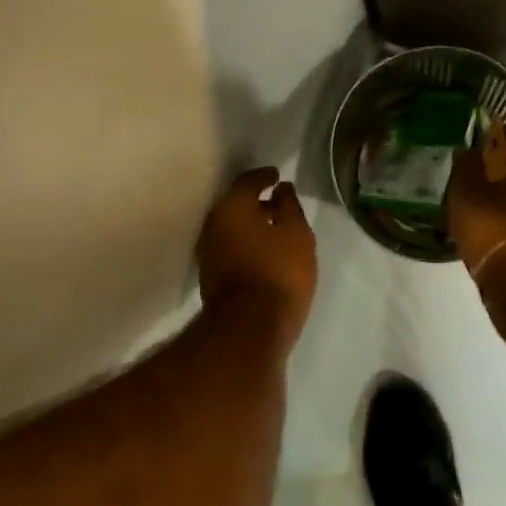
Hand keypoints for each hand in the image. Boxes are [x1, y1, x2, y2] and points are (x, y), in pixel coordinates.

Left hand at [197, 167, 318, 340]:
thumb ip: (289, 206)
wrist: (249, 329)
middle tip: (278, 202)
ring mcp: (209, 253)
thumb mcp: (296, 234)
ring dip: (250, 225)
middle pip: (236, 205)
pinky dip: (246, 243)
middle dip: (256, 202)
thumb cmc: (279, 273)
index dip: (264, 176)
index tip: (277, 175)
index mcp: (232, 208)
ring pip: (232, 228)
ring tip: (274, 228)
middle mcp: (213, 225)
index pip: (248, 181)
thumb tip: (281, 188)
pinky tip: (264, 252)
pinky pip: (231, 248)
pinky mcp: (212, 277)